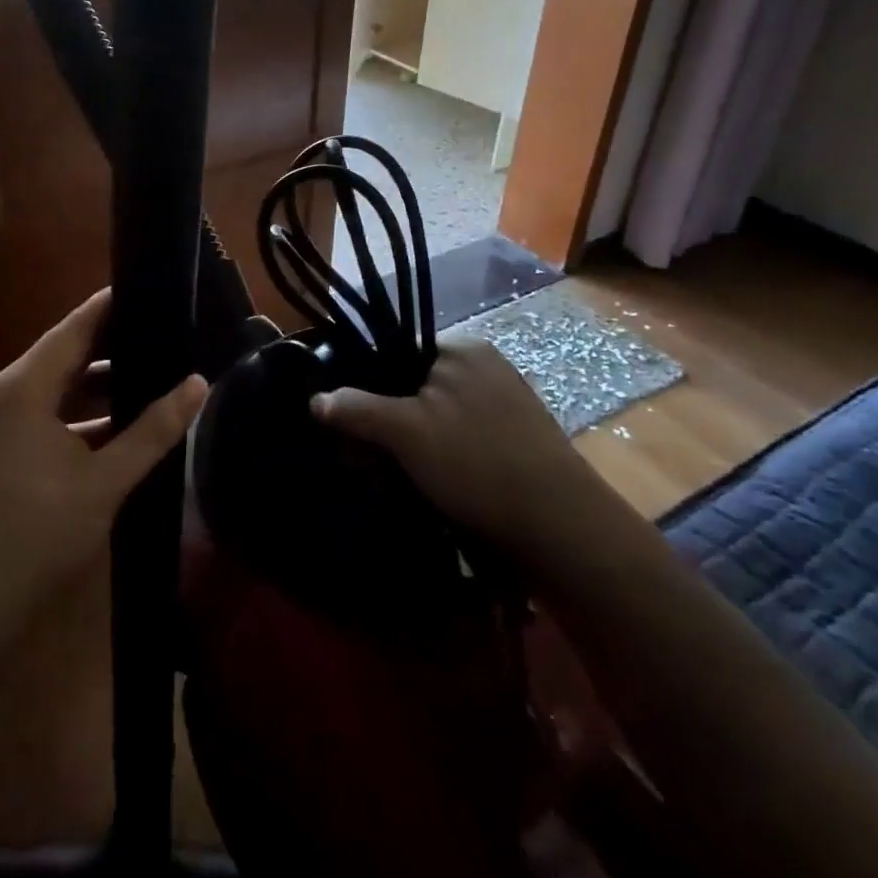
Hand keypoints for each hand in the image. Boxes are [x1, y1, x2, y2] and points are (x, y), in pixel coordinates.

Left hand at [0, 289, 206, 646]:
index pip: (73, 328)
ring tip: (148, 376)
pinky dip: (76, 414)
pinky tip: (114, 427)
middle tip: (162, 334)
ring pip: (53, 389)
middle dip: (111, 346)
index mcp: (21, 390)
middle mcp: (1, 396)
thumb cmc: (36, 535)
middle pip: (62, 355)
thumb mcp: (104, 482)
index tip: (149, 289)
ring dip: (95, 385)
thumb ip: (153, 431)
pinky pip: (41, 414)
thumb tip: (198, 382)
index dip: (110, 306)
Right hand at [312, 336, 630, 580]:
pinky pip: (460, 442)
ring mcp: (504, 405)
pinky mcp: (515, 442)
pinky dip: (440, 463)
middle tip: (375, 466)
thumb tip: (316, 400)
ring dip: (411, 450)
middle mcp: (484, 368)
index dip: (366, 389)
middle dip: (387, 427)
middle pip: (411, 389)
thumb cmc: (477, 463)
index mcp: (461, 348)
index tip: (351, 429)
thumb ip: (356, 410)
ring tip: (403, 484)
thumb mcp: (405, 432)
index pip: (394, 354)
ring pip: (433, 421)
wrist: (562, 529)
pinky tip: (435, 491)